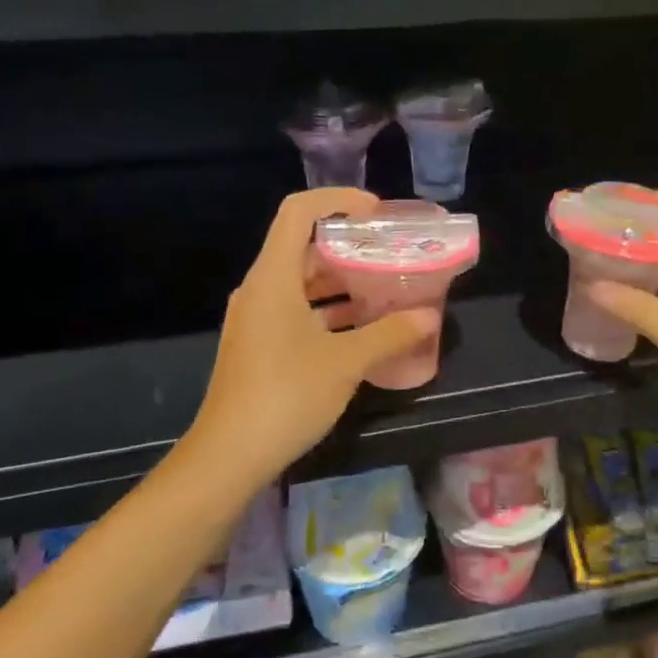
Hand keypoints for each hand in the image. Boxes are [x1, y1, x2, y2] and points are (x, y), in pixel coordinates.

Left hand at [187, 189, 438, 483]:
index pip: (299, 211)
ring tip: (386, 285)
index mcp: (274, 277)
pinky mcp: (260, 343)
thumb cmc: (286, 396)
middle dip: (349, 244)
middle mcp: (261, 289)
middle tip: (392, 251)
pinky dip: (330, 308)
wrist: (228, 457)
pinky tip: (363, 325)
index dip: (338, 201)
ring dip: (342, 279)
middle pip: (303, 244)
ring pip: (302, 280)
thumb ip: (390, 334)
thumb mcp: (346, 363)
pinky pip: (298, 308)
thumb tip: (429, 317)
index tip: (377, 213)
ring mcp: (257, 318)